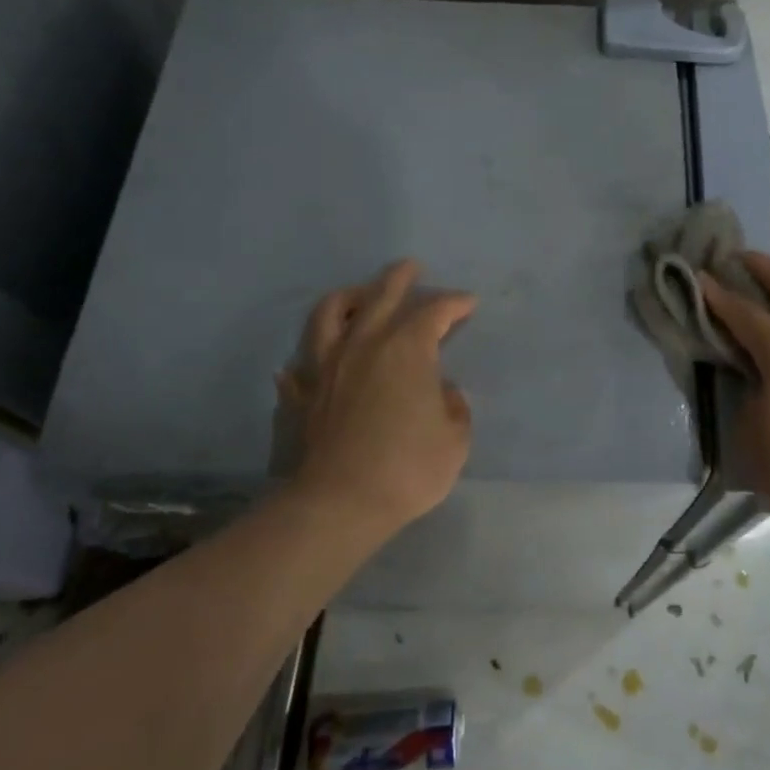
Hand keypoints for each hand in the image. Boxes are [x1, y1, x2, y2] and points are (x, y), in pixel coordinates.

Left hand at [279, 259, 475, 531]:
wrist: (341, 502)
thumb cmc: (409, 467)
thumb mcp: (455, 439)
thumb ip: (454, 407)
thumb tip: (443, 392)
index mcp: (407, 349)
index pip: (434, 312)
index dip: (454, 303)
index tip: (468, 303)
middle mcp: (364, 345)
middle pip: (381, 295)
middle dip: (400, 278)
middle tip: (411, 267)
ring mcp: (328, 366)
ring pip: (331, 314)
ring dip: (348, 297)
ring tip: (358, 294)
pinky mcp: (304, 394)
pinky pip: (300, 367)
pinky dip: (306, 360)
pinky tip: (305, 363)